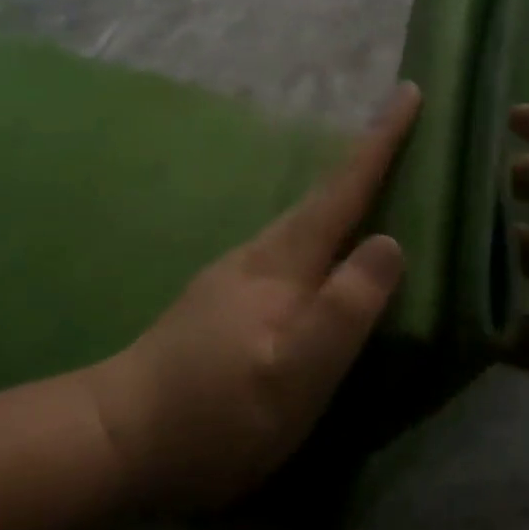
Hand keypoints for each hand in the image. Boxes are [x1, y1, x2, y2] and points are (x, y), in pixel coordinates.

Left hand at [87, 83, 420, 511]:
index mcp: (281, 263)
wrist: (118, 438)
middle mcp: (258, 256)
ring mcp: (235, 277)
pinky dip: (321, 234)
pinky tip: (325, 255)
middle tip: (404, 133)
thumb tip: (391, 242)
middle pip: (321, 197)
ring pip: (303, 223)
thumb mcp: (294, 372)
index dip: (380, 141)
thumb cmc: (214, 413)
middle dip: (365, 160)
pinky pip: (290, 251)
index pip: (342, 190)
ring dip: (342, 195)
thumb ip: (345, 308)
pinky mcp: (224, 303)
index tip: (410, 91)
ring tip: (377, 187)